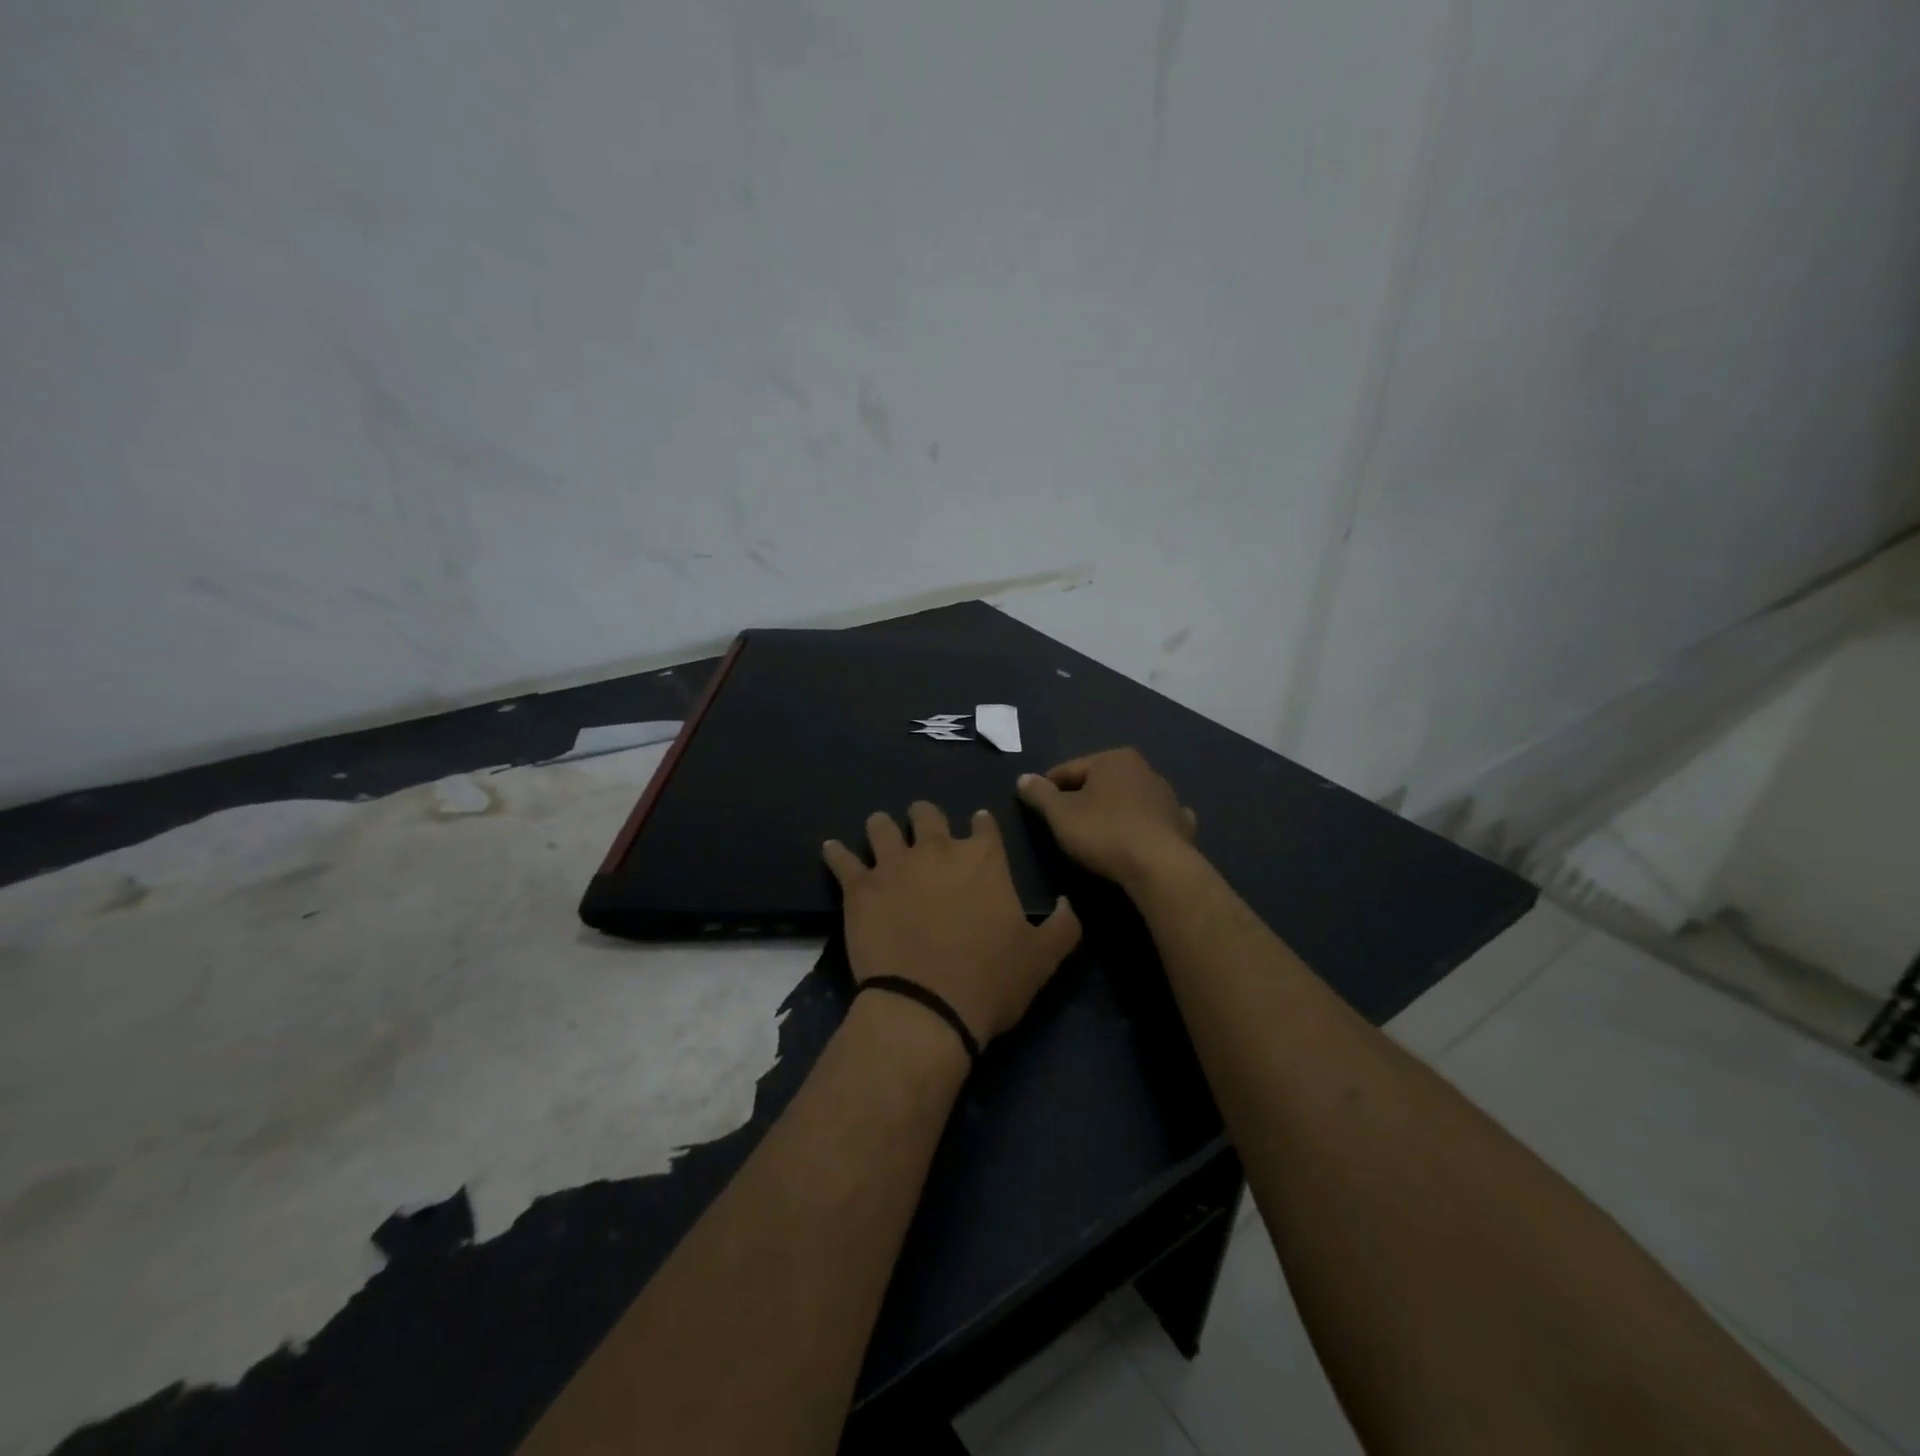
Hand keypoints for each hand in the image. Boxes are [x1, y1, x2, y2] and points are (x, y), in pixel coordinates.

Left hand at [823, 803, 1081, 1046]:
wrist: (925, 1008)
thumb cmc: (988, 982)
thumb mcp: (1042, 959)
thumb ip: (1062, 925)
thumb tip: (1067, 902)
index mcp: (982, 858)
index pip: (983, 824)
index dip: (980, 825)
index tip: (977, 829)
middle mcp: (937, 850)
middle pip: (927, 814)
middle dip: (927, 818)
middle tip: (925, 832)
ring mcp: (893, 865)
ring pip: (881, 826)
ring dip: (882, 827)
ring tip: (881, 832)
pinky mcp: (859, 887)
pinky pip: (841, 859)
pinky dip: (836, 853)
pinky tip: (832, 848)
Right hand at [1016, 748, 1197, 887]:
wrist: (1160, 867)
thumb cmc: (1104, 833)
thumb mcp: (1060, 814)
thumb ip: (1040, 794)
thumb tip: (1023, 778)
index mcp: (1113, 759)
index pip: (1068, 770)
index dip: (1048, 788)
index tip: (1037, 808)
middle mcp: (1143, 769)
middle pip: (1100, 782)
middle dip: (1082, 798)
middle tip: (1065, 824)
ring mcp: (1166, 796)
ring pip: (1127, 799)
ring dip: (1112, 810)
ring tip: (1097, 835)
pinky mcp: (1181, 823)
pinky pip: (1154, 820)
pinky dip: (1143, 825)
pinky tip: (1138, 838)